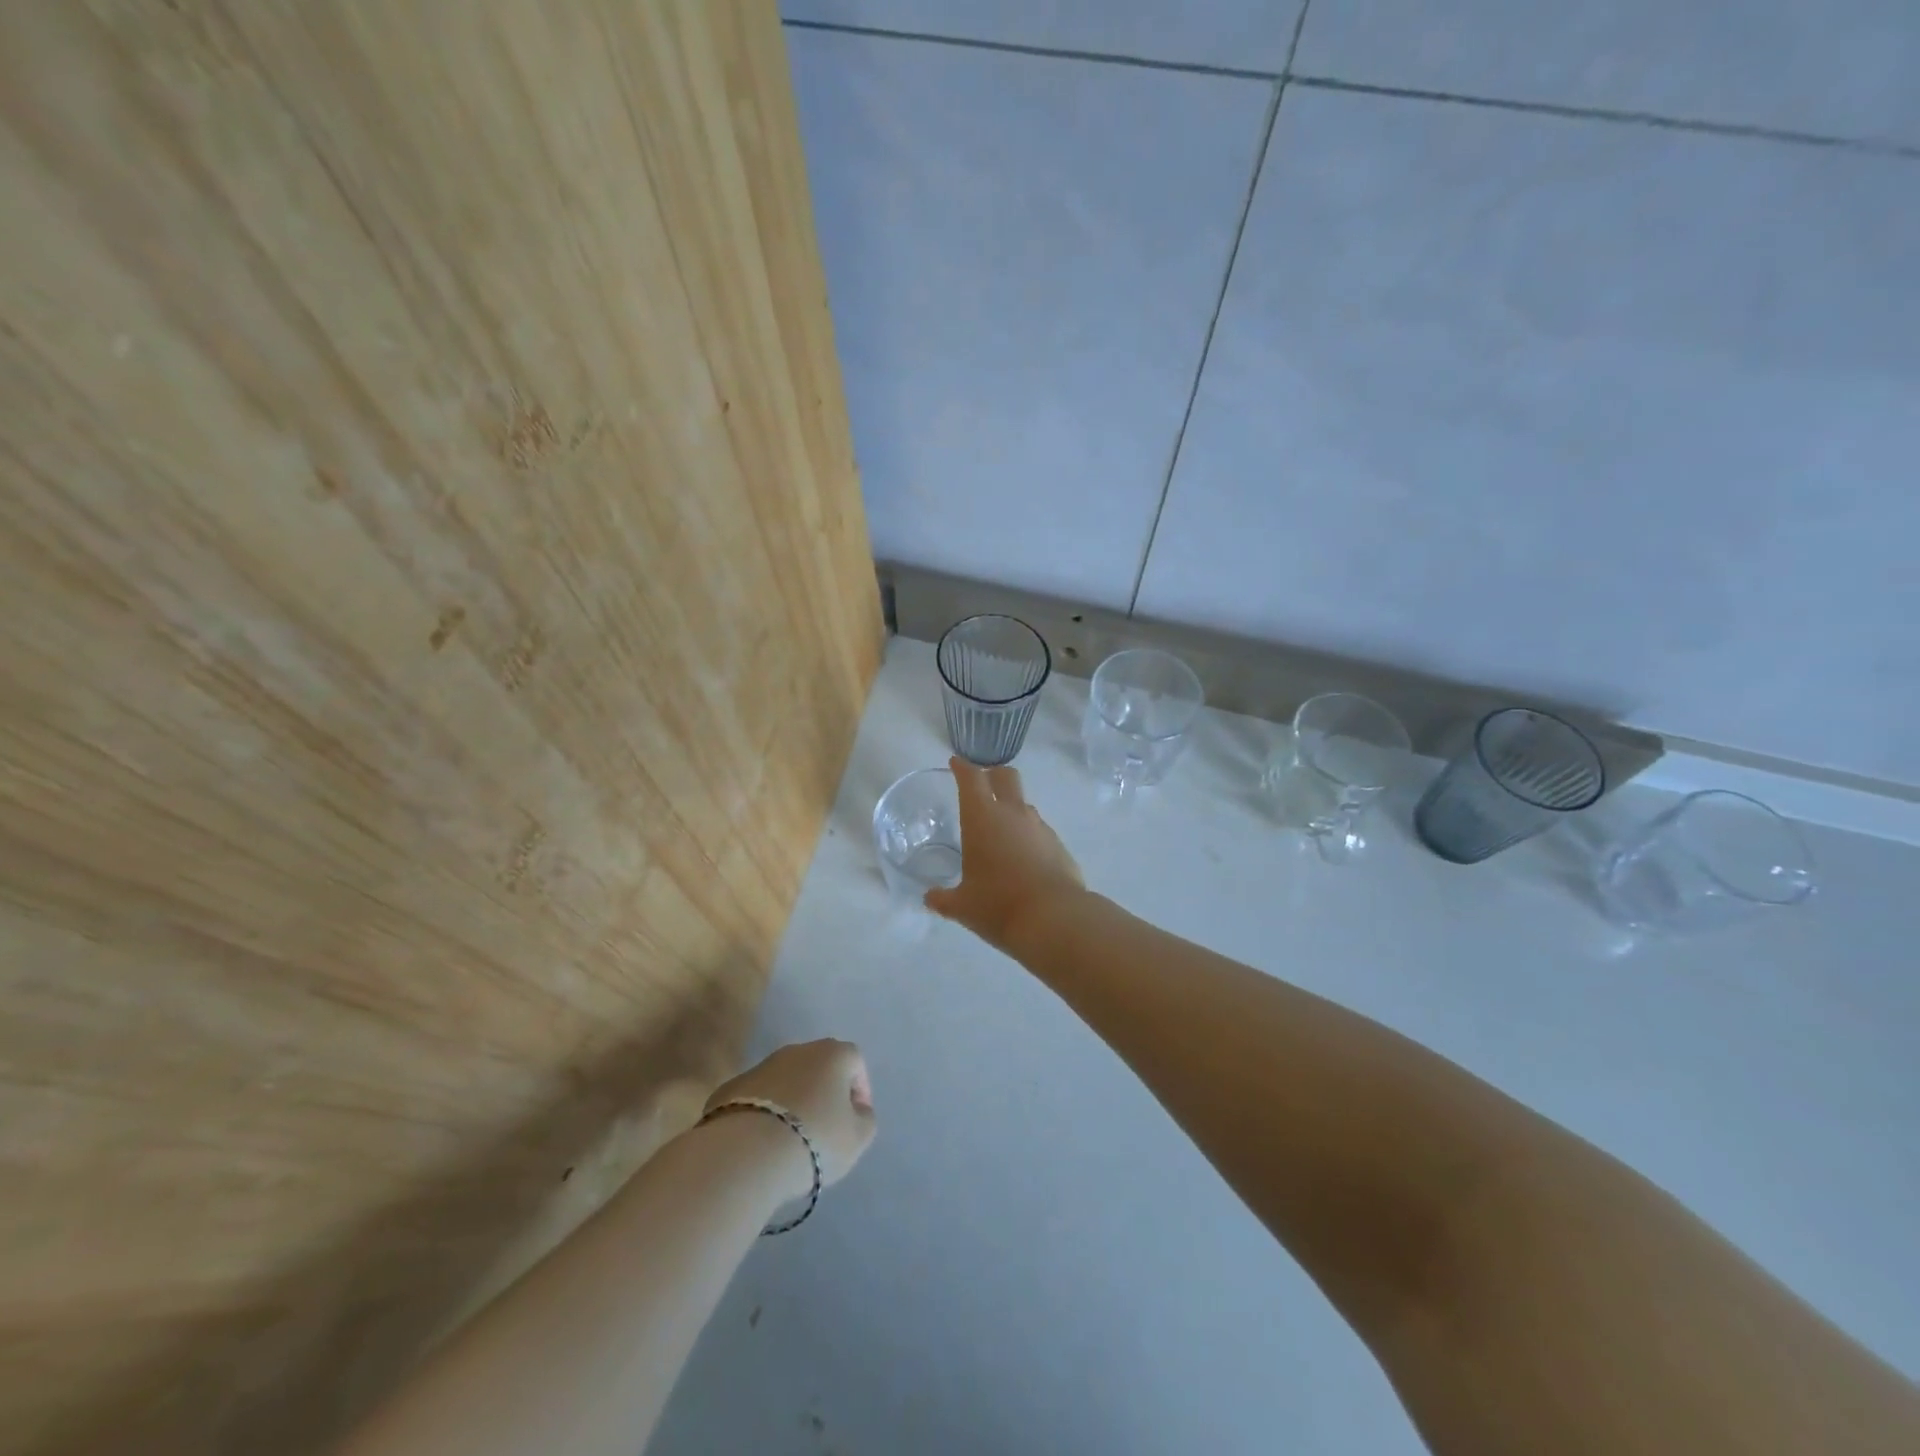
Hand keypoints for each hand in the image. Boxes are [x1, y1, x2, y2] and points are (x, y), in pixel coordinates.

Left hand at [703, 1040, 875, 1190]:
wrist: (745, 1153)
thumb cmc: (814, 1139)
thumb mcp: (857, 1138)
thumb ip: (864, 1118)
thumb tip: (856, 1110)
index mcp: (832, 1054)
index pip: (855, 1062)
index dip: (860, 1089)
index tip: (856, 1119)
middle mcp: (797, 1050)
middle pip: (818, 1067)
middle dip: (824, 1092)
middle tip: (825, 1128)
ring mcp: (760, 1066)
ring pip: (785, 1081)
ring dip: (792, 1102)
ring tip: (790, 1139)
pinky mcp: (730, 1088)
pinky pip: (757, 1099)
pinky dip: (763, 1114)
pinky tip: (761, 1143)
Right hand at [924, 757, 1084, 951]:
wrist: (1054, 919)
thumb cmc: (997, 905)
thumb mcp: (962, 906)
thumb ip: (943, 899)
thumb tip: (930, 898)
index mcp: (982, 818)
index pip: (971, 778)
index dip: (963, 768)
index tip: (957, 763)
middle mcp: (1013, 813)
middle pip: (1006, 776)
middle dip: (993, 774)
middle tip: (982, 784)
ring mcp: (1040, 827)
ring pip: (1024, 804)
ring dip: (1012, 808)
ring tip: (1001, 832)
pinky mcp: (1059, 845)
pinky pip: (1039, 831)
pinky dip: (1028, 836)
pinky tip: (1023, 859)